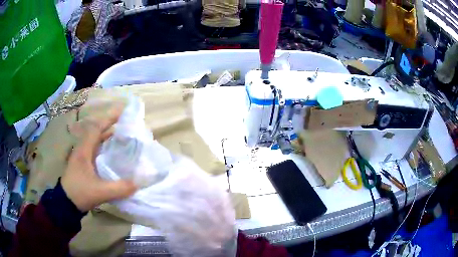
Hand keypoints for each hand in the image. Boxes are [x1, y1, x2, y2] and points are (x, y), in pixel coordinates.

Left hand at [61, 106, 137, 211]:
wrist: (66, 203)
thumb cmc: (80, 193)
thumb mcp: (100, 192)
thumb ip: (119, 188)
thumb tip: (138, 183)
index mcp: (84, 150)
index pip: (96, 128)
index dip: (109, 119)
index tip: (122, 112)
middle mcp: (82, 149)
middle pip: (96, 132)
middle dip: (110, 126)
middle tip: (125, 126)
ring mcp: (81, 156)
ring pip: (95, 141)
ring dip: (107, 137)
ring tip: (122, 137)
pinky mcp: (82, 164)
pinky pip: (95, 150)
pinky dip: (104, 147)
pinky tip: (112, 154)